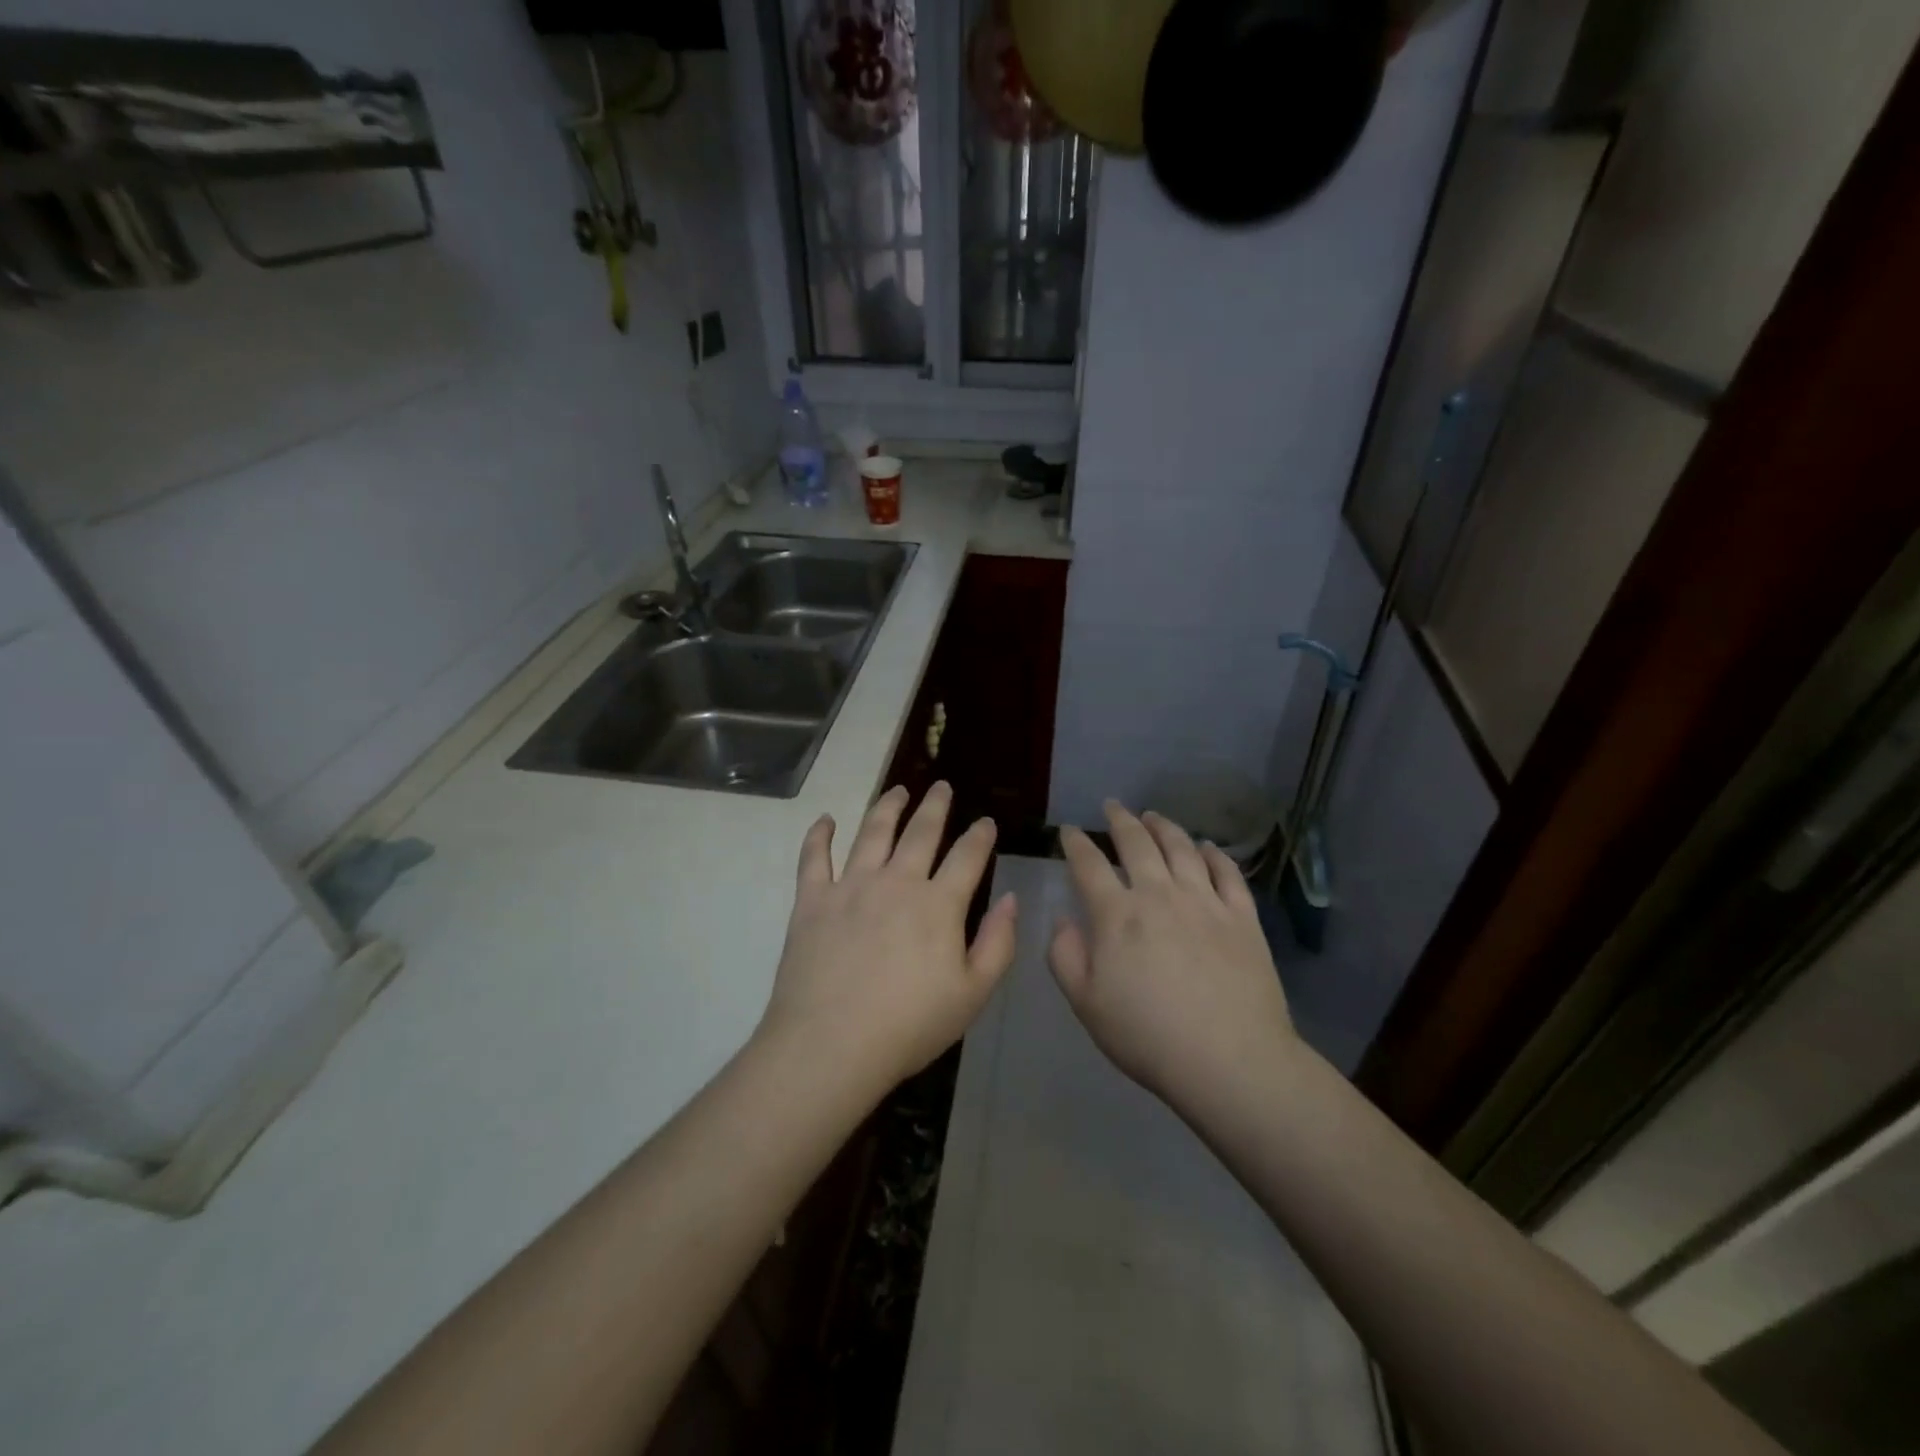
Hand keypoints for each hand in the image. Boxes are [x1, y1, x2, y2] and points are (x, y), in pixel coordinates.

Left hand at [759, 782, 1017, 1092]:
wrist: (831, 1044)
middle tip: (941, 786)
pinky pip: (814, 857)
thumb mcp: (973, 994)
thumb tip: (1011, 899)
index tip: (986, 822)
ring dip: (887, 806)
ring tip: (897, 790)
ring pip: (872, 832)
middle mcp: (896, 881)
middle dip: (935, 806)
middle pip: (921, 832)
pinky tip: (825, 819)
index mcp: (938, 904)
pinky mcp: (812, 900)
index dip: (980, 836)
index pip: (967, 857)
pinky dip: (819, 835)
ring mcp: (851, 886)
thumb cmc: (909, 1026)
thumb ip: (998, 943)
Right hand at [1049, 801, 1294, 1111]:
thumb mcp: (1086, 1004)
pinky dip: (1214, 854)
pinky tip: (1207, 847)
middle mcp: (1159, 894)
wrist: (1229, 1060)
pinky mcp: (1242, 917)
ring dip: (1164, 826)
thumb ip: (1065, 956)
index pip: (1089, 865)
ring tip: (1154, 816)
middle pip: (1137, 843)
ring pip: (1182, 848)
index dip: (1075, 843)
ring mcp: (1205, 902)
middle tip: (1112, 806)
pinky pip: (1227, 873)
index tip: (1069, 830)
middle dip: (1120, 820)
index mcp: (1117, 915)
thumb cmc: (1148, 1036)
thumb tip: (1064, 919)